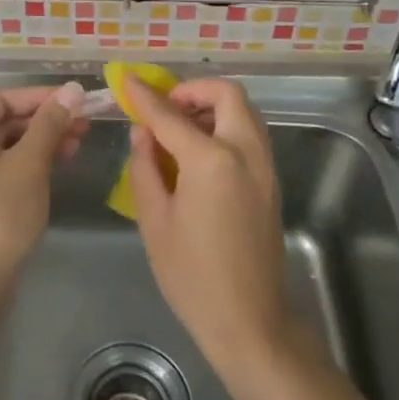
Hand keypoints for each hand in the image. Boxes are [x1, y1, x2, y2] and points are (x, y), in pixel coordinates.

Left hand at [0, 82, 87, 292]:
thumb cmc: (0, 215)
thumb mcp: (30, 164)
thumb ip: (50, 123)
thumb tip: (73, 89)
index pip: (4, 98)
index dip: (43, 97)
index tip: (78, 100)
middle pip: (2, 120)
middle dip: (45, 121)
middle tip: (84, 124)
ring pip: (1, 144)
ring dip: (38, 142)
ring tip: (77, 144)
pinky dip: (23, 162)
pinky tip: (55, 165)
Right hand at [120, 76, 293, 370]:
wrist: (250, 321)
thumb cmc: (192, 275)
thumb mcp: (155, 220)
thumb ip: (145, 167)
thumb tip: (143, 133)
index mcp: (212, 160)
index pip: (171, 115)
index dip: (144, 95)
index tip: (126, 78)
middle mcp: (246, 152)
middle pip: (227, 95)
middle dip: (193, 91)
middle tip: (166, 108)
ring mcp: (265, 166)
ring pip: (244, 111)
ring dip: (213, 107)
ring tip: (180, 129)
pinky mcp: (271, 181)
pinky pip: (250, 134)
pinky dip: (227, 126)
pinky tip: (200, 152)